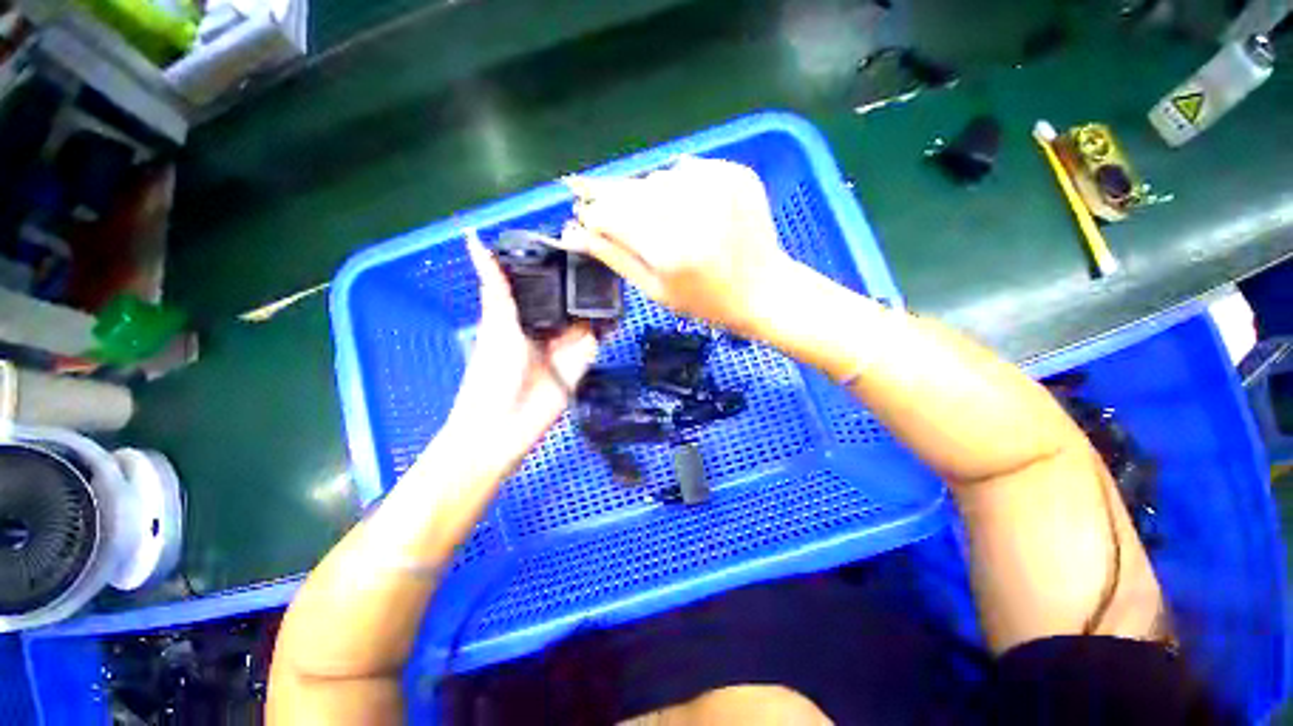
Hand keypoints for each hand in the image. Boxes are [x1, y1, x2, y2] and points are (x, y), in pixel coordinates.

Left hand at [442, 233, 598, 467]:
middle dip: (584, 281)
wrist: (506, 424)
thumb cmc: (493, 372)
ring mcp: (567, 342)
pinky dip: (608, 325)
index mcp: (522, 313)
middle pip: (569, 299)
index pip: (545, 283)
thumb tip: (472, 238)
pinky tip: (619, 308)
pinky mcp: (583, 359)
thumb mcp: (497, 324)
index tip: (578, 237)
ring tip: (618, 275)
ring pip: (586, 316)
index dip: (559, 263)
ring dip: (599, 301)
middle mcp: (547, 325)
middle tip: (607, 252)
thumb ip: (496, 286)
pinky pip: (597, 338)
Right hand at [560, 157, 795, 337]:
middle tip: (610, 212)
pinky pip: (687, 170)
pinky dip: (678, 186)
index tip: (583, 215)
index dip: (592, 213)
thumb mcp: (656, 290)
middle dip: (614, 199)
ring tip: (661, 221)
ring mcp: (718, 185)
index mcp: (670, 249)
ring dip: (646, 194)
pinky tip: (687, 209)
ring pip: (657, 177)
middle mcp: (692, 209)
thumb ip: (614, 257)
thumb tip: (573, 232)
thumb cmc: (706, 302)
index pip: (610, 214)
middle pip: (631, 189)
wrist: (764, 290)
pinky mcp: (735, 173)